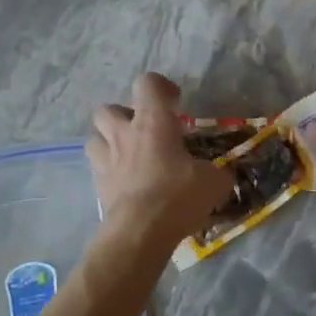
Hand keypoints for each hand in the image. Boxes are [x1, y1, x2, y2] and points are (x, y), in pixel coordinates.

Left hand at [87, 74, 233, 249]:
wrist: (140, 232)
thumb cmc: (177, 196)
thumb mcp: (213, 182)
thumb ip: (216, 173)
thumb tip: (221, 175)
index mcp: (153, 122)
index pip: (148, 83)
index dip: (161, 87)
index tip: (174, 103)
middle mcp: (124, 134)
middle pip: (108, 108)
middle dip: (123, 116)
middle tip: (143, 131)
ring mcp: (106, 159)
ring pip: (94, 137)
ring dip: (108, 142)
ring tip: (127, 156)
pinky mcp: (97, 186)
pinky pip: (97, 169)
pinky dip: (108, 172)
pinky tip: (125, 184)